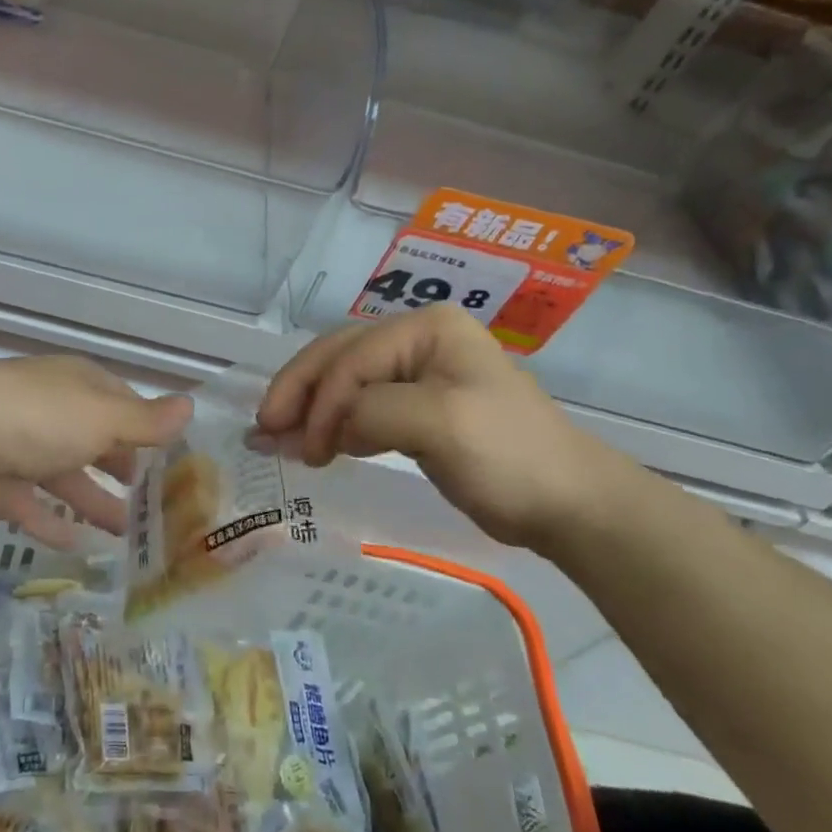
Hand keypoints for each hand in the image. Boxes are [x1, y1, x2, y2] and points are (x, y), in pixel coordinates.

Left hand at [0, 356, 192, 548]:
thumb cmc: (39, 416)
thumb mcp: (102, 416)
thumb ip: (144, 421)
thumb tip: (191, 406)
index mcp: (77, 386)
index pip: (121, 403)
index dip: (146, 429)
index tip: (172, 460)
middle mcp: (50, 412)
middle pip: (93, 441)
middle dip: (121, 469)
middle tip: (154, 505)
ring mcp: (20, 448)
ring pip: (65, 478)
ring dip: (93, 502)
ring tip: (128, 535)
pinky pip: (32, 507)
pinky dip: (54, 524)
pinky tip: (79, 548)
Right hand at [256, 305, 637, 549]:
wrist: (568, 503)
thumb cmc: (508, 454)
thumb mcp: (439, 424)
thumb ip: (372, 411)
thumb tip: (330, 428)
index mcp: (426, 328)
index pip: (353, 357)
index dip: (320, 400)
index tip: (299, 449)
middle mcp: (418, 338)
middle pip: (340, 357)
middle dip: (300, 393)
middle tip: (263, 429)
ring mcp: (417, 371)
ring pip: (344, 381)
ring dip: (309, 408)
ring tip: (275, 438)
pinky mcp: (417, 405)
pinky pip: (361, 406)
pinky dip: (333, 424)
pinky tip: (313, 444)